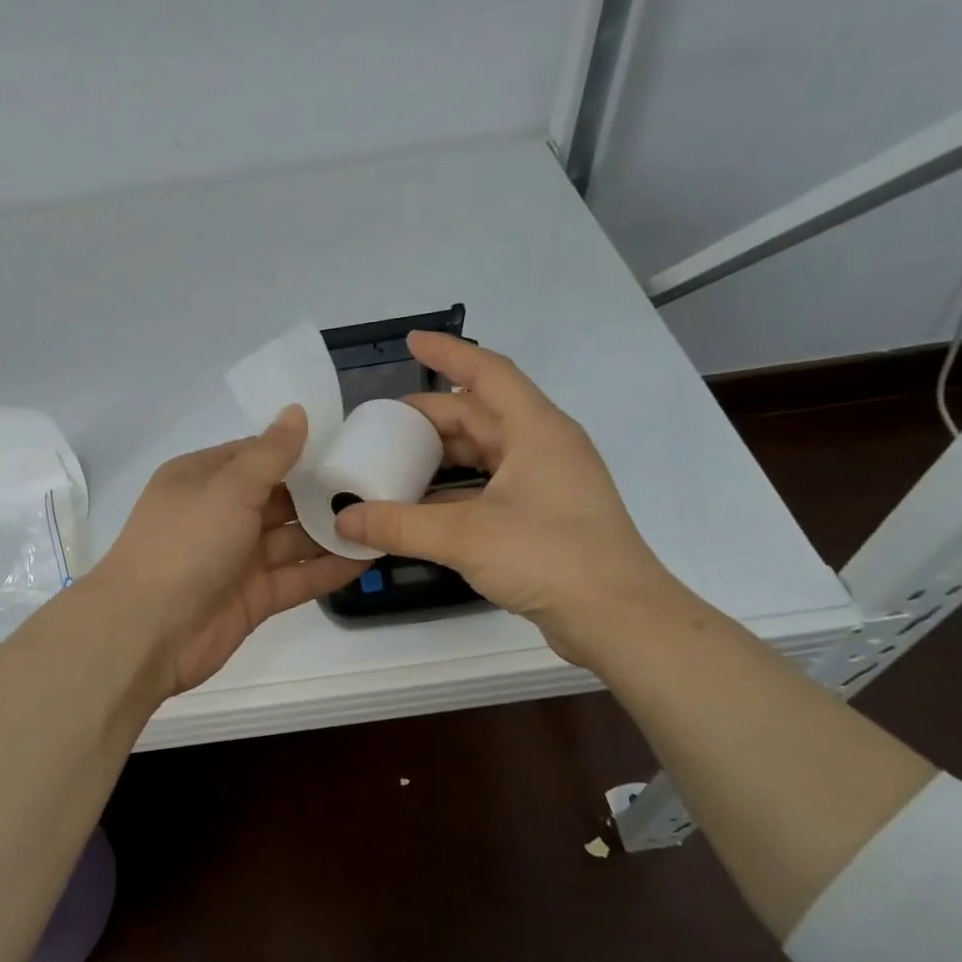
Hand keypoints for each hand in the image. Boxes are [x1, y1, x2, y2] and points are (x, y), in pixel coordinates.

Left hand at [92, 406, 365, 695]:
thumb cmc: (184, 544)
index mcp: (203, 479)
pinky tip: (369, 555)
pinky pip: (297, 576)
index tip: (347, 444)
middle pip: (279, 498)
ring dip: (331, 530)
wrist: (145, 632)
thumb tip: (297, 411)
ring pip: (292, 539)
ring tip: (383, 517)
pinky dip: (328, 568)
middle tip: (378, 481)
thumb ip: (269, 454)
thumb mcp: (228, 488)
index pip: (257, 455)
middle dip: (322, 492)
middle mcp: (220, 514)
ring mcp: (237, 559)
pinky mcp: (253, 597)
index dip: (299, 450)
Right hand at [332, 333, 683, 663]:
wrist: (618, 618)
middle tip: (383, 426)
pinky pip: (489, 488)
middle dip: (431, 417)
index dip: (448, 354)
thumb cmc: (549, 557)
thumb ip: (398, 525)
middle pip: (480, 415)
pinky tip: (421, 507)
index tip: (411, 342)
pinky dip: (454, 492)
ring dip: (441, 456)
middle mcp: (544, 448)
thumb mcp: (465, 536)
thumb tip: (343, 520)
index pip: (488, 373)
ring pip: (484, 454)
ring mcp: (546, 484)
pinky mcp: (543, 518)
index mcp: (536, 430)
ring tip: (394, 462)